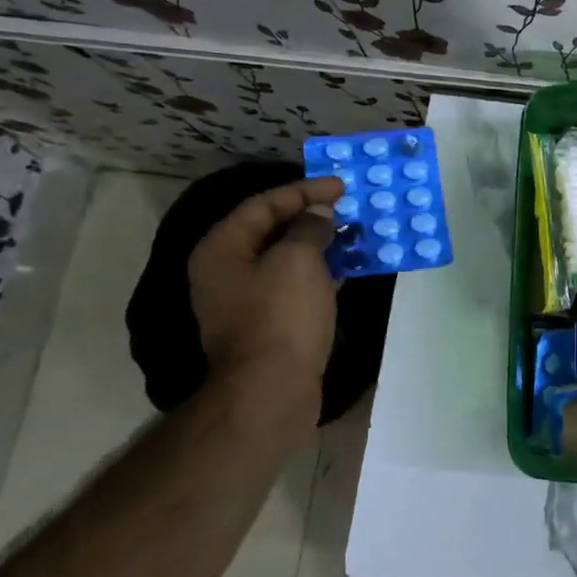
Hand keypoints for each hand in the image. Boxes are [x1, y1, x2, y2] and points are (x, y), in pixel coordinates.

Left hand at [188, 177, 344, 424]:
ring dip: (319, 244)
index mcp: (222, 249)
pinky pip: (295, 284)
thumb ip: (309, 227)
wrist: (270, 390)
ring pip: (286, 259)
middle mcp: (227, 271)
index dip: (303, 190)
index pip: (263, 204)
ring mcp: (246, 300)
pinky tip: (348, 268)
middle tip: (348, 206)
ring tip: (354, 233)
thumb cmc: (281, 316)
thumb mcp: (298, 259)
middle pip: (271, 230)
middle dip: (311, 216)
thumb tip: (318, 214)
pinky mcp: (268, 323)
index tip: (341, 185)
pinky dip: (320, 272)